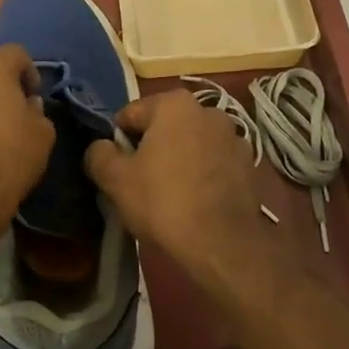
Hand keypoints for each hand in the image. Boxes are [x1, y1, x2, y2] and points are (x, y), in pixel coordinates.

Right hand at [83, 90, 261, 275]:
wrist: (222, 244)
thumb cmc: (163, 202)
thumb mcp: (115, 180)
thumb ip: (99, 154)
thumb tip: (101, 147)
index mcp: (174, 104)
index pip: (130, 115)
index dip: (117, 141)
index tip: (115, 169)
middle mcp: (208, 110)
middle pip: (164, 127)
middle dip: (150, 149)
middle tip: (139, 183)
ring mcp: (234, 137)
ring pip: (190, 145)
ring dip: (178, 160)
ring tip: (169, 196)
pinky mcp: (249, 165)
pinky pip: (213, 164)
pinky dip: (202, 175)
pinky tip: (195, 202)